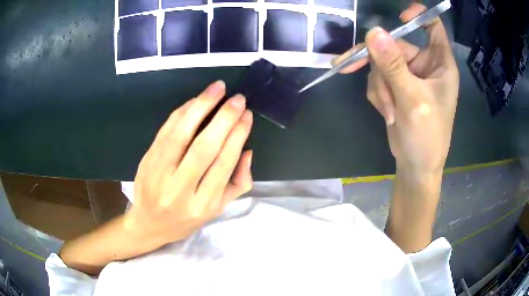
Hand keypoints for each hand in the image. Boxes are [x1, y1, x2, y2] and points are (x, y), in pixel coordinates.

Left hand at [125, 81, 253, 251]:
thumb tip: (247, 151)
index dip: (237, 136)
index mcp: (202, 204)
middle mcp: (180, 189)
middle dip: (223, 119)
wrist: (148, 224)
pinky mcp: (147, 160)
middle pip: (204, 148)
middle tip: (237, 99)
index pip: (223, 164)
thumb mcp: (217, 209)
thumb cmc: (186, 219)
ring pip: (181, 135)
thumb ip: (238, 183)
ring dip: (200, 107)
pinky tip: (195, 101)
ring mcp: (159, 173)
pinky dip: (181, 112)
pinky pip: (165, 131)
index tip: (247, 116)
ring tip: (217, 88)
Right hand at [334, 3, 458, 172]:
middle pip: (395, 44)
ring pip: (382, 63)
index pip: (433, 26)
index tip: (399, 17)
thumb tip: (373, 32)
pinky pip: (377, 78)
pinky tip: (386, 112)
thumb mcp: (412, 100)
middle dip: (379, 63)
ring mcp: (409, 75)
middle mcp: (424, 64)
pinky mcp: (396, 86)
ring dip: (380, 86)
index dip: (418, 16)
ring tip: (389, 110)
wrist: (415, 165)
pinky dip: (378, 94)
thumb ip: (394, 66)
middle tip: (351, 66)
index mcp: (440, 63)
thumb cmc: (427, 136)